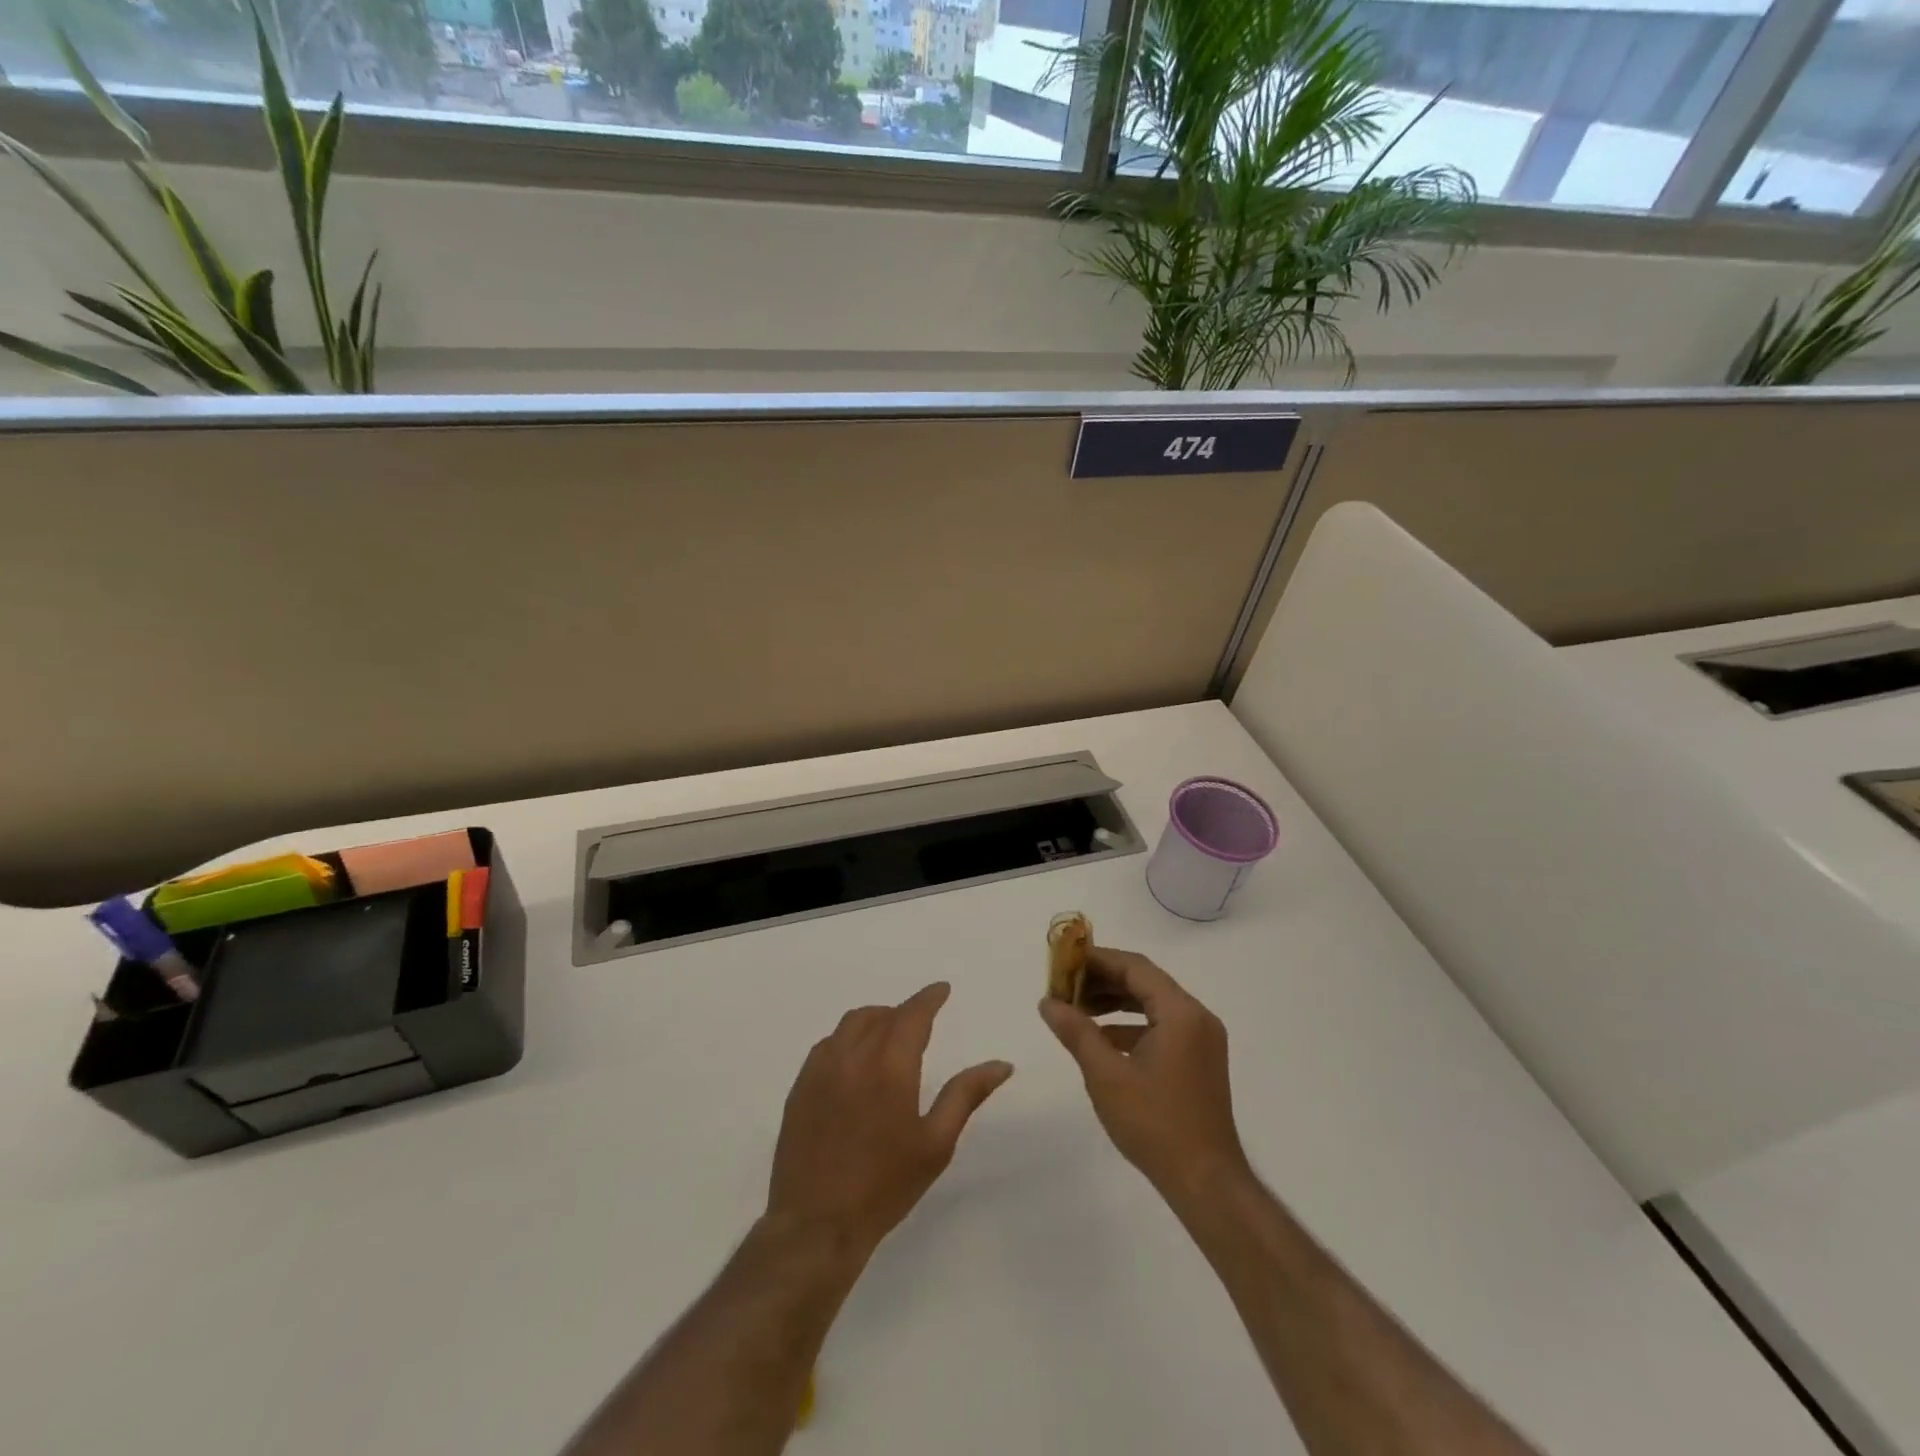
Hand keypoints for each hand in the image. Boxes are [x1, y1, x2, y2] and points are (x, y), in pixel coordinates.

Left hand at [767, 982, 1013, 1258]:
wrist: (816, 1225)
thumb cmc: (885, 1186)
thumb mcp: (936, 1143)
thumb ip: (966, 1095)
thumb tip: (1001, 1064)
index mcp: (890, 1066)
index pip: (912, 1014)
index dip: (929, 998)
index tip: (941, 989)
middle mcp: (853, 1056)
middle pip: (880, 1015)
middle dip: (903, 1011)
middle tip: (919, 1022)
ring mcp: (821, 1069)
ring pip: (850, 1024)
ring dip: (874, 1020)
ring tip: (888, 1036)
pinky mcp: (800, 1087)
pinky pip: (826, 1045)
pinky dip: (846, 1039)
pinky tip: (854, 1062)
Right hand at [1039, 948, 1249, 1199]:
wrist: (1206, 1183)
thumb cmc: (1155, 1124)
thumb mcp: (1106, 1075)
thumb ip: (1076, 1031)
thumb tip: (1047, 1002)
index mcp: (1181, 1013)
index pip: (1135, 967)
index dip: (1097, 960)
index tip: (1064, 963)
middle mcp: (1197, 1017)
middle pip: (1145, 982)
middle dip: (1103, 981)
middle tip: (1065, 988)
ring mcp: (1202, 1040)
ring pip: (1153, 1005)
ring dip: (1115, 1003)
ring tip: (1077, 1010)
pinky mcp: (1199, 1061)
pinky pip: (1162, 1027)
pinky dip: (1131, 1026)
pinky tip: (1102, 1040)